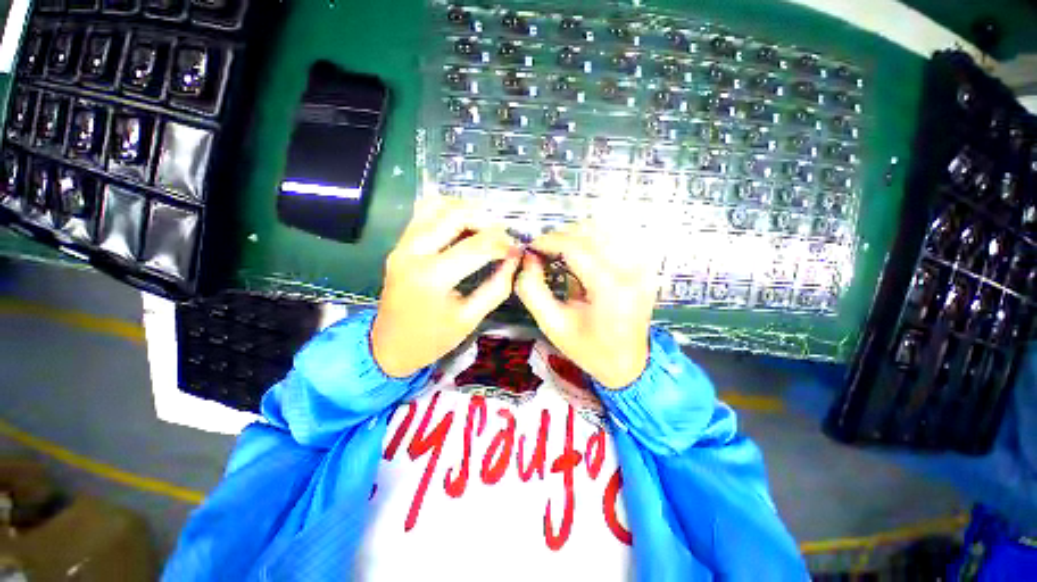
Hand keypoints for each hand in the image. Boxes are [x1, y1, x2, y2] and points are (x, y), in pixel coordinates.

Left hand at [371, 198, 521, 377]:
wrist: (389, 346)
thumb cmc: (433, 339)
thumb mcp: (470, 318)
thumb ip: (497, 287)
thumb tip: (515, 259)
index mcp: (433, 277)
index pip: (476, 246)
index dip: (503, 243)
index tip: (518, 247)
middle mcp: (414, 252)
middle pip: (456, 215)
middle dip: (487, 221)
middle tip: (503, 235)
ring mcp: (403, 245)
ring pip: (437, 206)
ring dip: (467, 210)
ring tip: (485, 227)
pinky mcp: (399, 244)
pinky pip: (424, 212)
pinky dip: (447, 210)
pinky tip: (463, 224)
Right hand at [515, 224, 659, 388]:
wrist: (628, 363)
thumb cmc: (589, 349)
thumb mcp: (553, 325)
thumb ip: (533, 290)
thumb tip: (528, 259)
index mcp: (609, 290)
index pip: (575, 248)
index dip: (549, 241)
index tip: (531, 247)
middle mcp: (630, 272)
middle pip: (590, 233)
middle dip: (561, 236)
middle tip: (543, 251)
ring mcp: (641, 267)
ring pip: (604, 230)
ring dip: (576, 235)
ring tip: (558, 251)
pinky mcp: (643, 267)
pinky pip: (615, 239)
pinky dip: (593, 240)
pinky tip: (580, 254)